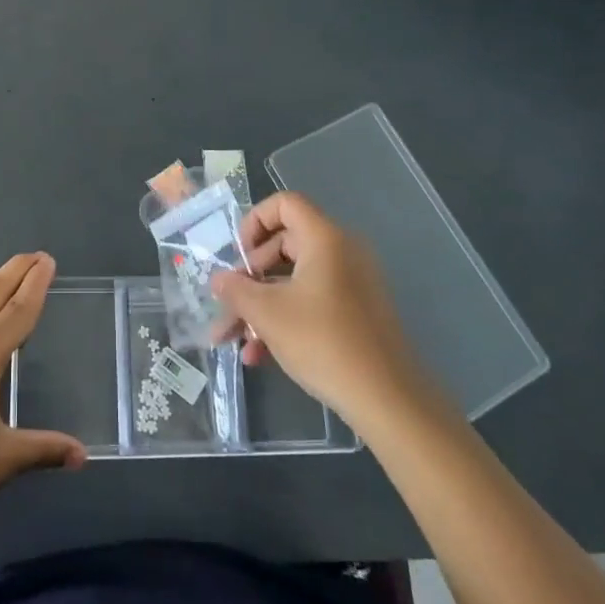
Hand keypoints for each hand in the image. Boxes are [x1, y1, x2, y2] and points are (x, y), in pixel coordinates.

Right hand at [211, 192, 444, 433]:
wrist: (387, 399)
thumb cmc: (322, 342)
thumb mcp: (267, 314)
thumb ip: (236, 290)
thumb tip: (217, 279)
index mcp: (324, 239)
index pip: (285, 204)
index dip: (254, 221)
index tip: (238, 256)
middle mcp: (341, 252)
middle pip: (284, 244)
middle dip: (249, 276)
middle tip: (229, 303)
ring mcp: (351, 284)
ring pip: (293, 280)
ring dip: (260, 306)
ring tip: (234, 340)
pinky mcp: (355, 312)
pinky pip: (311, 301)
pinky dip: (284, 319)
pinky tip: (259, 356)